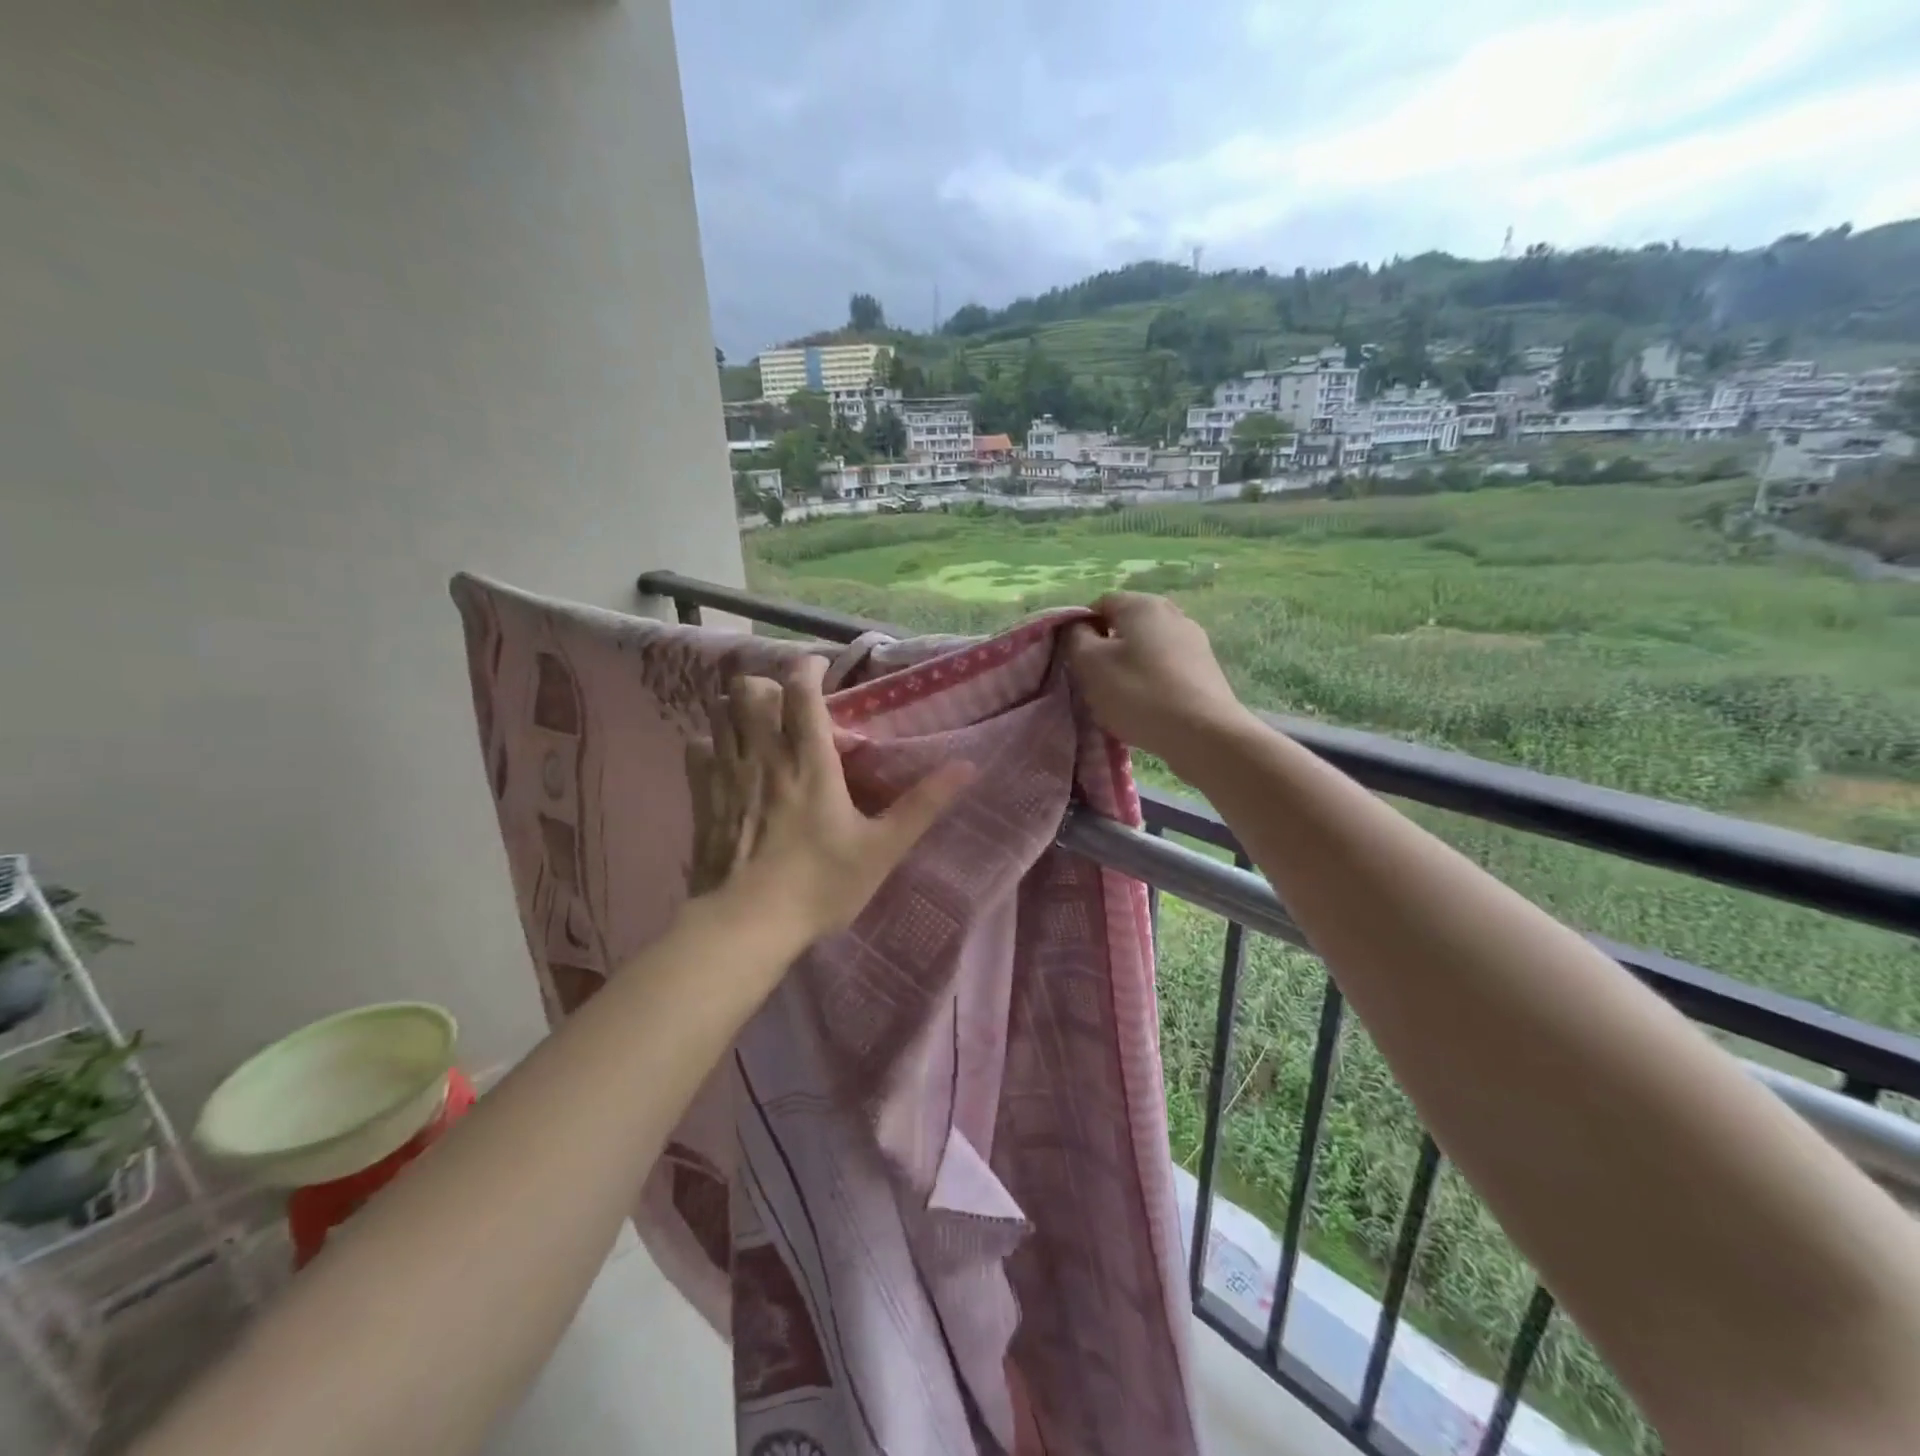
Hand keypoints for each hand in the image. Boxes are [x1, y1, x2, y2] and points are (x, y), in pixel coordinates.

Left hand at [707, 656, 972, 939]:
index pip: (801, 691)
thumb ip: (923, 805)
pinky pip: (697, 748)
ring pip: (720, 712)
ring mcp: (727, 774)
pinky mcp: (702, 797)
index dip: (807, 669)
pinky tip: (727, 761)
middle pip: (750, 690)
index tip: (818, 670)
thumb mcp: (882, 848)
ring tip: (758, 726)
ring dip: (738, 708)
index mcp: (810, 761)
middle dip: (767, 685)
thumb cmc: (820, 884)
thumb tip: (968, 766)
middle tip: (788, 707)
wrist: (747, 924)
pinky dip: (712, 743)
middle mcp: (765, 755)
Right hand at [1065, 593, 1253, 765]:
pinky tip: (1149, 707)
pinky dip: (1152, 682)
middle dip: (1106, 650)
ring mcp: (1194, 640)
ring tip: (1122, 699)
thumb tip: (1079, 627)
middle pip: (1124, 626)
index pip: (1099, 605)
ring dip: (1129, 668)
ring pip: (1146, 648)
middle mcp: (1172, 612)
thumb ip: (1075, 637)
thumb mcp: (1090, 663)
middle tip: (1096, 682)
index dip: (1081, 631)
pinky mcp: (1206, 668)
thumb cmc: (1138, 693)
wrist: (1203, 733)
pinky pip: (1166, 668)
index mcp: (1142, 604)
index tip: (1077, 662)